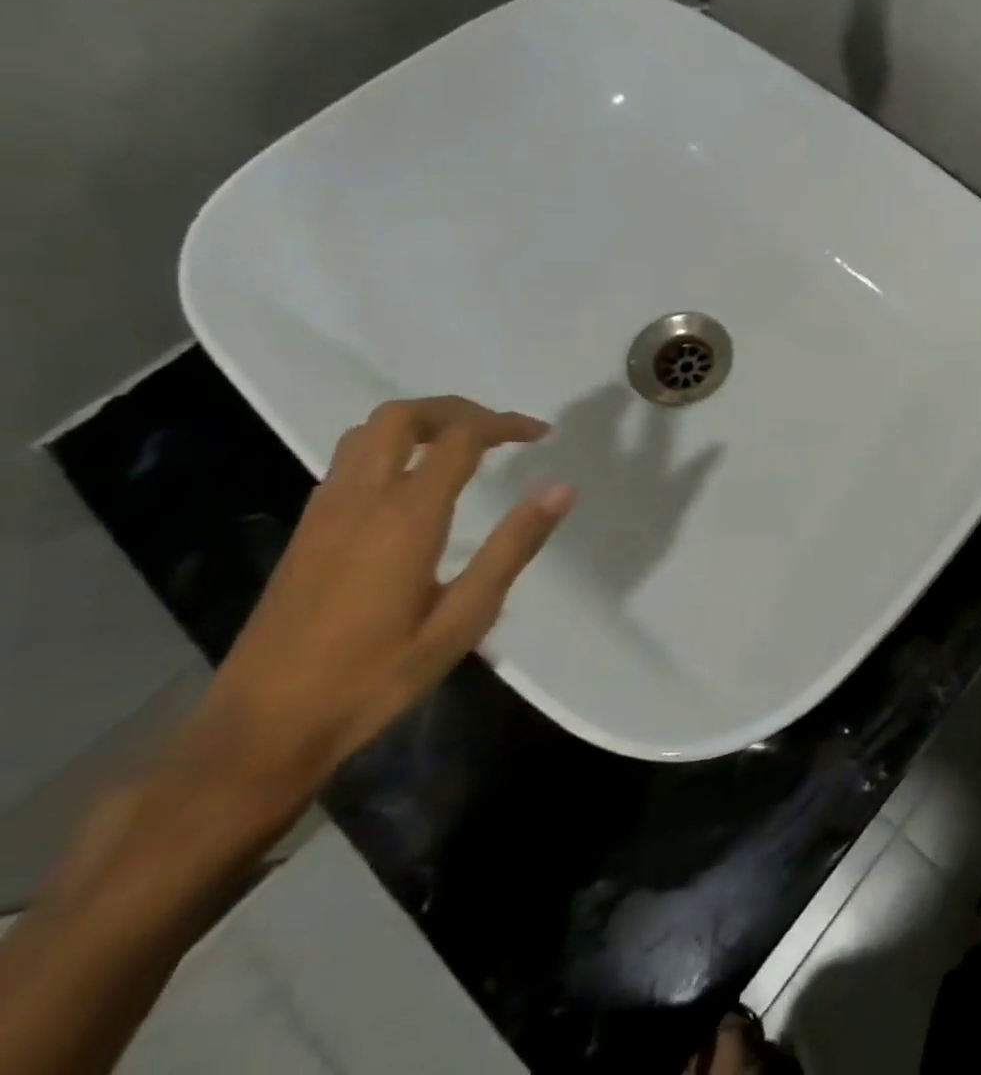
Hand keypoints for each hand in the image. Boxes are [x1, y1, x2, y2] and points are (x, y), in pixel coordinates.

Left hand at [177, 396, 574, 818]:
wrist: (261, 729)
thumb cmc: (375, 677)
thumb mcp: (462, 620)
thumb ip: (513, 547)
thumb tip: (561, 489)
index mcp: (405, 517)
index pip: (459, 438)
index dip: (505, 424)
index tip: (542, 434)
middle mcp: (360, 499)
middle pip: (402, 416)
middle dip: (457, 409)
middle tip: (501, 430)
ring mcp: (324, 513)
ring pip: (367, 433)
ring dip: (421, 423)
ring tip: (465, 447)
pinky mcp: (307, 531)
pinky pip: (349, 460)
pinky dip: (392, 447)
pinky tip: (417, 484)